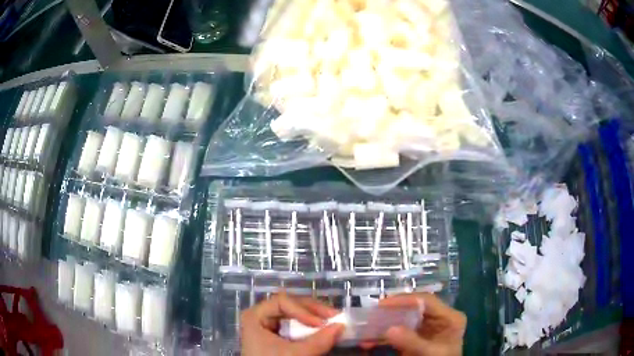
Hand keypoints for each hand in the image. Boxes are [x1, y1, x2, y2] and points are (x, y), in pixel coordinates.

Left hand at [240, 292, 344, 355]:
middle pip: (290, 305)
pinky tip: (322, 331)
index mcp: (255, 315)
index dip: (304, 310)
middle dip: (314, 311)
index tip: (322, 323)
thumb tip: (342, 326)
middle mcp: (260, 316)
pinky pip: (295, 326)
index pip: (282, 301)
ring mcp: (268, 326)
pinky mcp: (277, 336)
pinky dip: (310, 328)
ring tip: (332, 322)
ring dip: (315, 318)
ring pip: (294, 314)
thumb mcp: (295, 354)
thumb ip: (319, 341)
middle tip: (335, 317)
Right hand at [375, 293, 466, 355]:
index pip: (426, 301)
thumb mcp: (430, 352)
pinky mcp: (415, 338)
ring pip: (403, 320)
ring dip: (385, 325)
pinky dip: (384, 338)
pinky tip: (369, 342)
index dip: (405, 300)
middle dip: (391, 312)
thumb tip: (388, 329)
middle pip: (413, 308)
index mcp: (449, 317)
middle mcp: (438, 319)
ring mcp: (426, 329)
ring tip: (367, 327)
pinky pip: (398, 334)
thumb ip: (412, 341)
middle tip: (372, 313)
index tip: (382, 304)